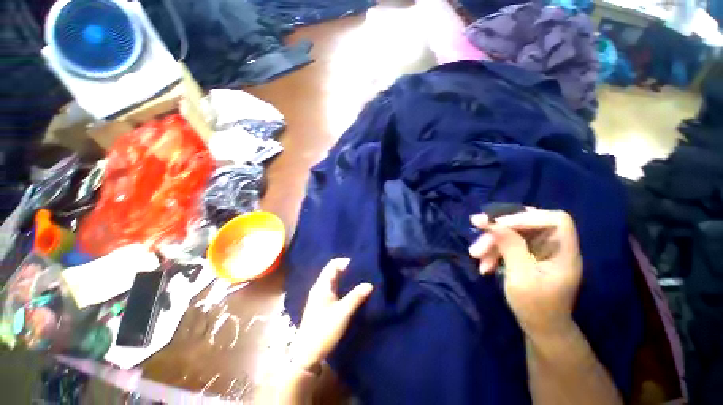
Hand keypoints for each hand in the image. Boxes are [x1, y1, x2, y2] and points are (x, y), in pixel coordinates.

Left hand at [291, 258, 372, 371]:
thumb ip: (356, 297)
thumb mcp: (342, 313)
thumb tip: (369, 283)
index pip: (333, 265)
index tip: (360, 265)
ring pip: (335, 281)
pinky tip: (353, 292)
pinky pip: (335, 289)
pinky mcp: (323, 305)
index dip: (346, 262)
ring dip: (347, 279)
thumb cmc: (323, 330)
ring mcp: (321, 296)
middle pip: (334, 271)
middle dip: (348, 269)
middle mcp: (320, 288)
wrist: (307, 354)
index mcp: (322, 285)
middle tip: (363, 271)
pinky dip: (344, 287)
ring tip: (361, 279)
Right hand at [468, 208, 582, 336]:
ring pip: (513, 233)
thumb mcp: (520, 277)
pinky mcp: (528, 255)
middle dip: (500, 228)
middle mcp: (554, 246)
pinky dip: (494, 251)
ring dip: (492, 241)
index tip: (497, 222)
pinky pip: (508, 244)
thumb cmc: (535, 307)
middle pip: (528, 223)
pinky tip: (484, 264)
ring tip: (475, 255)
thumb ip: (510, 247)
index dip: (527, 216)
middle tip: (477, 228)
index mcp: (564, 252)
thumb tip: (492, 222)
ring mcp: (540, 250)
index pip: (555, 220)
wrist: (540, 328)